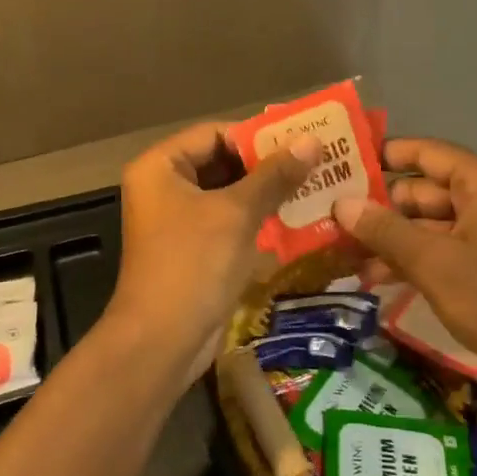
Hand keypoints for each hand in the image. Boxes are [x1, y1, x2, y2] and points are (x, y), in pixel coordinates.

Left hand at [107, 122, 321, 386]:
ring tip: (315, 186)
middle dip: (267, 165)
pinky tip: (297, 218)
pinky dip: (258, 219)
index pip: (215, 133)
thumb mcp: (237, 213)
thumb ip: (274, 175)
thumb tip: (311, 140)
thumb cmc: (193, 264)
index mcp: (160, 166)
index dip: (258, 136)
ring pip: (229, 194)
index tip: (301, 139)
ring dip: (267, 192)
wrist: (162, 342)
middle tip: (315, 161)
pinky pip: (228, 222)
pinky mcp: (193, 249)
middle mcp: (164, 187)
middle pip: (222, 162)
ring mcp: (177, 221)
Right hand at [333, 138, 476, 395]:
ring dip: (392, 237)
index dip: (384, 155)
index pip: (427, 153)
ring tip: (344, 252)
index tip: (343, 163)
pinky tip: (375, 276)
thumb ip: (386, 230)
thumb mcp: (435, 263)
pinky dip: (414, 257)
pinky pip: (443, 246)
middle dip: (380, 206)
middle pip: (424, 189)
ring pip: (429, 222)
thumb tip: (341, 204)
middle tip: (332, 217)